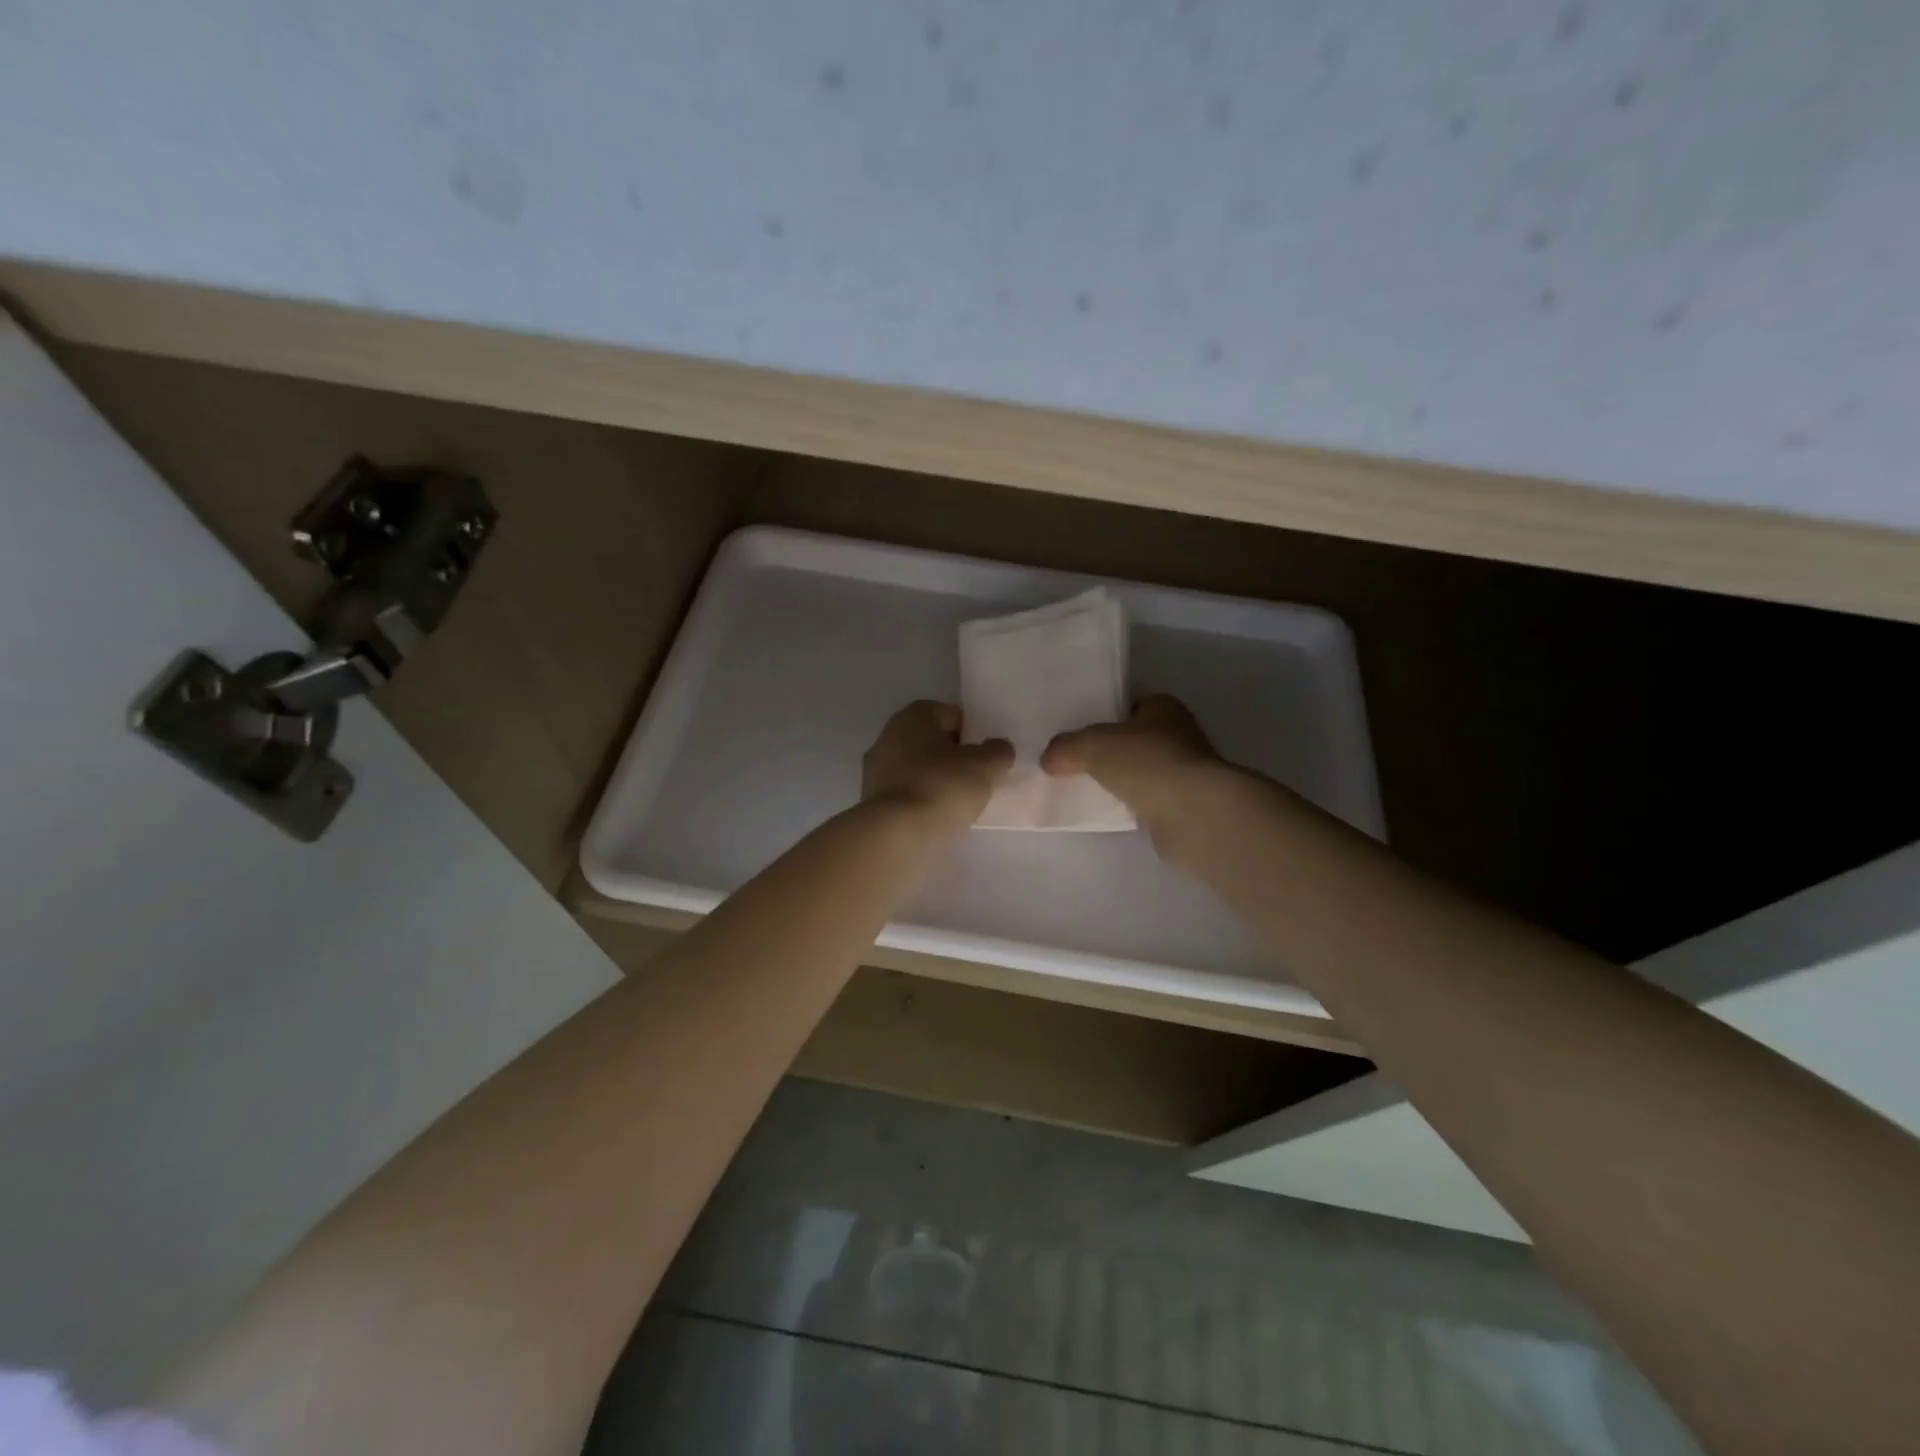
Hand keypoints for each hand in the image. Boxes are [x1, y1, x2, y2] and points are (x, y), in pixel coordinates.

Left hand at [862, 701, 1013, 831]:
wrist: (897, 835)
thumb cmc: (942, 787)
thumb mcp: (985, 767)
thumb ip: (998, 752)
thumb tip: (999, 748)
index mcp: (914, 716)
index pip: (951, 715)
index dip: (973, 733)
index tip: (987, 756)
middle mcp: (889, 735)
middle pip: (932, 742)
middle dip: (953, 757)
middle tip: (977, 779)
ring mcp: (876, 769)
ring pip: (917, 768)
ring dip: (936, 780)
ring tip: (960, 802)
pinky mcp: (872, 800)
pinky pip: (906, 792)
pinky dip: (921, 800)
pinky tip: (937, 817)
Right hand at [1041, 694, 1228, 843]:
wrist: (1192, 812)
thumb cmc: (1146, 762)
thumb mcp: (1092, 745)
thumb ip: (1066, 747)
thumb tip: (1049, 759)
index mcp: (1164, 708)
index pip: (1131, 706)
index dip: (1106, 716)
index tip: (1081, 732)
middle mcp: (1180, 734)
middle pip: (1136, 739)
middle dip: (1112, 750)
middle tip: (1076, 762)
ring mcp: (1185, 771)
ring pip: (1143, 771)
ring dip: (1123, 779)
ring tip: (1087, 789)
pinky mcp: (1185, 804)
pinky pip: (1149, 799)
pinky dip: (1132, 804)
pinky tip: (1110, 811)